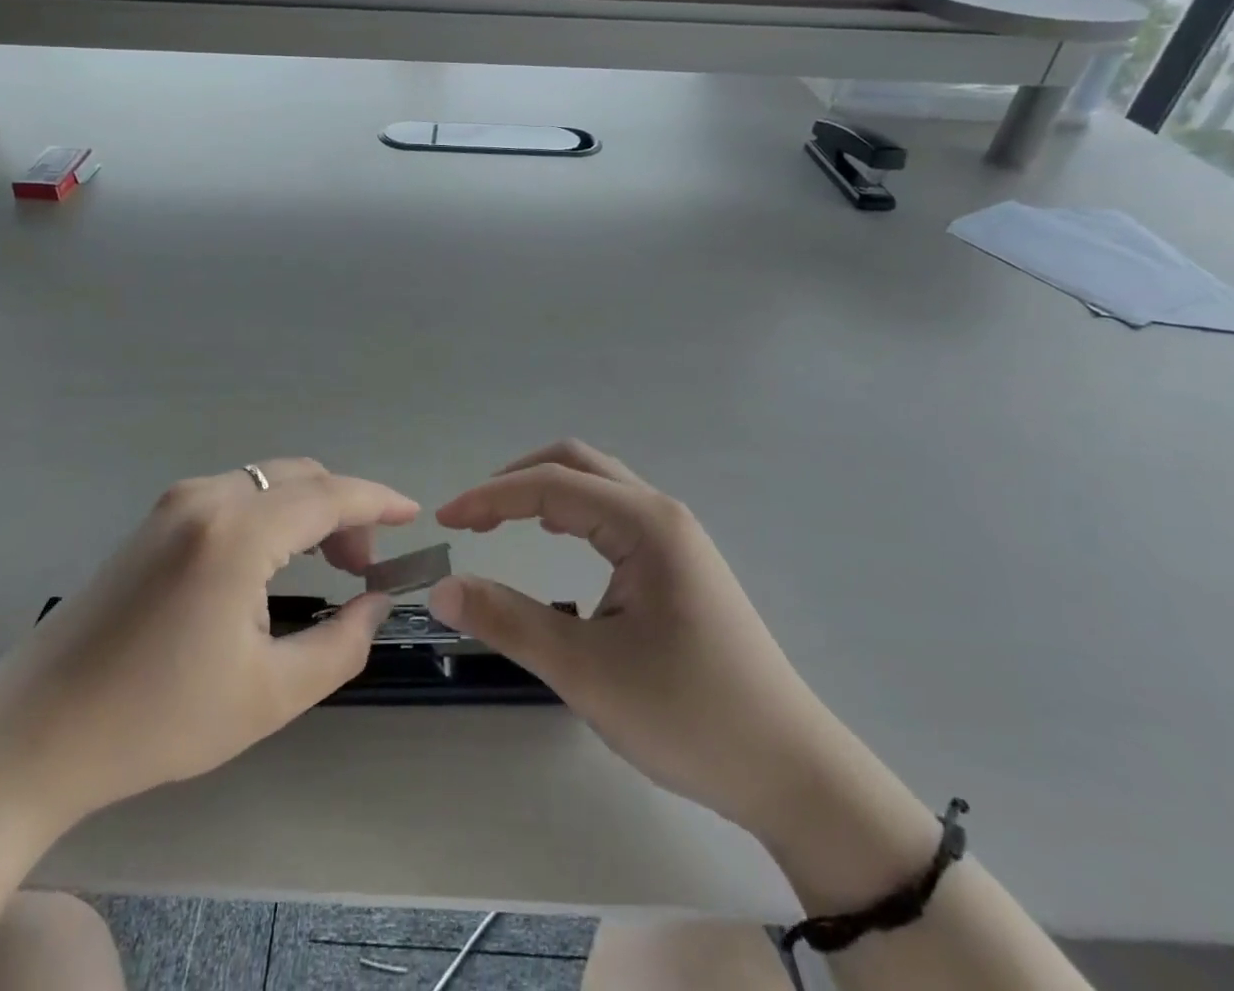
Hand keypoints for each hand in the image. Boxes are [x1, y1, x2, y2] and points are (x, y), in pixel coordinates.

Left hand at [0, 459, 416, 829]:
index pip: (329, 495)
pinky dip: (274, 513)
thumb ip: (341, 642)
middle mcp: (206, 497)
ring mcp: (174, 503)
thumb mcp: (269, 695)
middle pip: (300, 477)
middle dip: (345, 509)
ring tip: (328, 564)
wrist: (34, 733)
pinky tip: (276, 559)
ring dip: (308, 510)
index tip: (414, 515)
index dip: (378, 501)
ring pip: (268, 481)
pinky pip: (236, 494)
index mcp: (236, 532)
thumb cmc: (157, 719)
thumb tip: (377, 601)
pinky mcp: (155, 519)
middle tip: (364, 566)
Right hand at [430, 441, 836, 836]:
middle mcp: (661, 513)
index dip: (490, 497)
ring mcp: (675, 536)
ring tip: (500, 524)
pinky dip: (570, 513)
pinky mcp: (679, 562)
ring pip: (596, 485)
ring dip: (543, 493)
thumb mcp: (586, 672)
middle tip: (472, 519)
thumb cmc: (688, 716)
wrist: (791, 770)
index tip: (444, 521)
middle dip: (515, 482)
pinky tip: (556, 540)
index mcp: (645, 524)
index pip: (550, 485)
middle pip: (575, 464)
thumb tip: (442, 588)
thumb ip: (508, 622)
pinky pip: (613, 513)